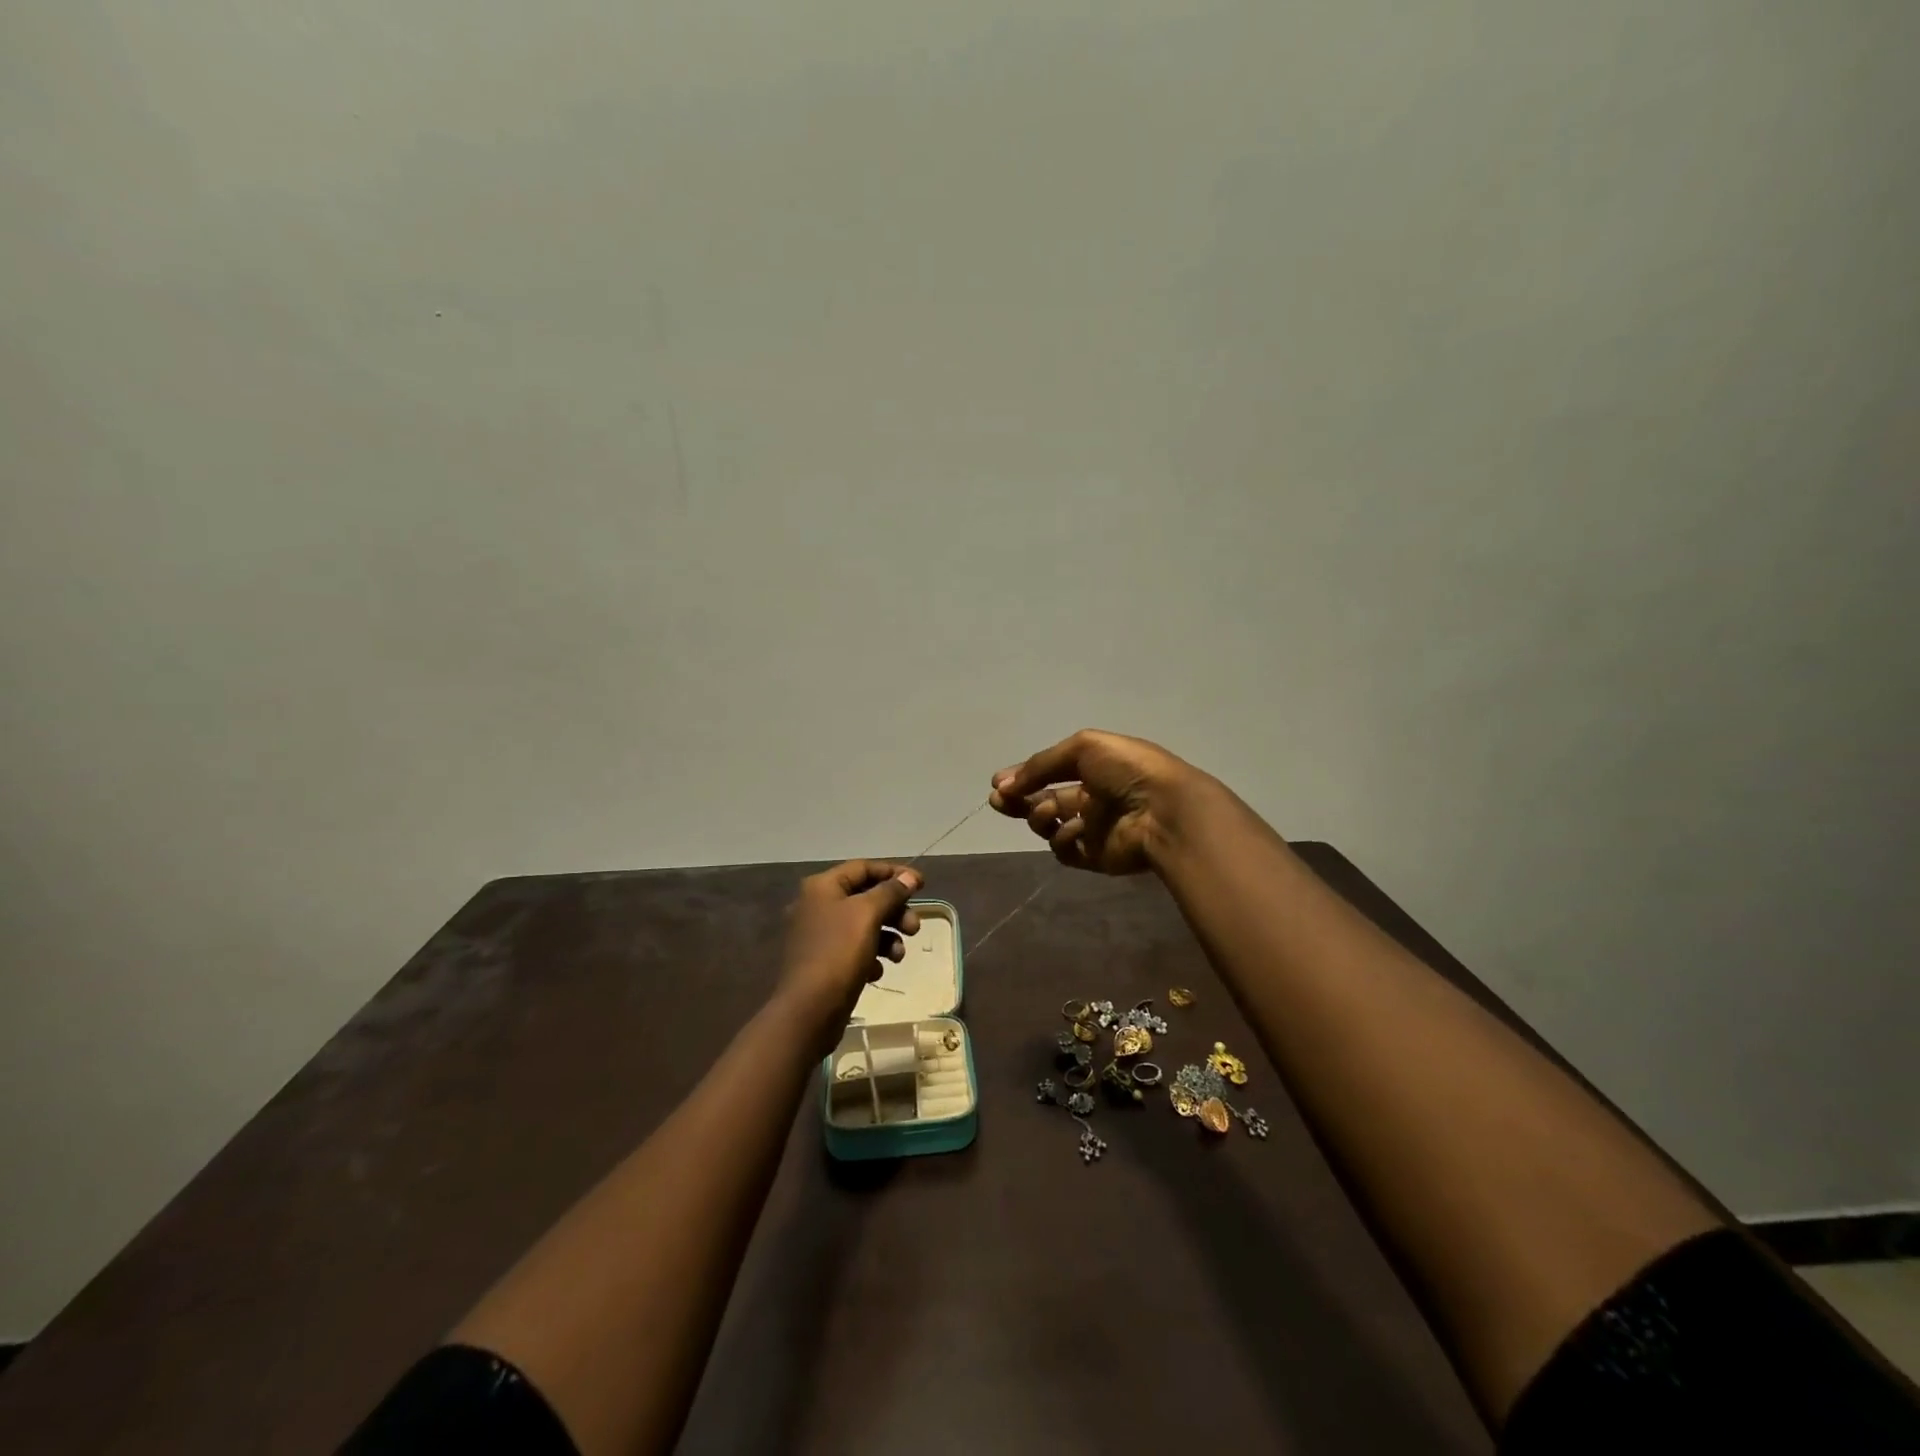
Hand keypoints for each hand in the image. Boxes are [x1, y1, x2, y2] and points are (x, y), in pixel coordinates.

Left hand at [776, 861, 921, 1035]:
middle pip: (865, 897)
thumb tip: (908, 876)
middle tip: (915, 928)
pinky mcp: (823, 963)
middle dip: (894, 911)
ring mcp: (818, 936)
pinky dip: (870, 957)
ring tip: (899, 955)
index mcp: (822, 887)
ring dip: (887, 937)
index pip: (864, 867)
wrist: (808, 1011)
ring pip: (863, 926)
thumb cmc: (838, 953)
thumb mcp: (868, 915)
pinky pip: (854, 950)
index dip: (894, 873)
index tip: (921, 885)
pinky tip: (876, 973)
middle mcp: (816, 906)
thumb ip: (890, 892)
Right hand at [989, 729, 1208, 874]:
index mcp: (1094, 767)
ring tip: (1048, 813)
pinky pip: (1066, 849)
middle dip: (1018, 800)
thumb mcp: (1083, 748)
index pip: (1049, 772)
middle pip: (1044, 800)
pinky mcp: (1096, 856)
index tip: (999, 783)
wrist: (1164, 810)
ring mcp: (1094, 828)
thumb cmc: (1127, 770)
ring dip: (1041, 817)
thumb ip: (1041, 765)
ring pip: (1050, 826)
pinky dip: (1064, 839)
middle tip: (998, 801)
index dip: (1023, 777)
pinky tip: (1075, 829)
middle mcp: (1092, 796)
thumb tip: (1003, 784)